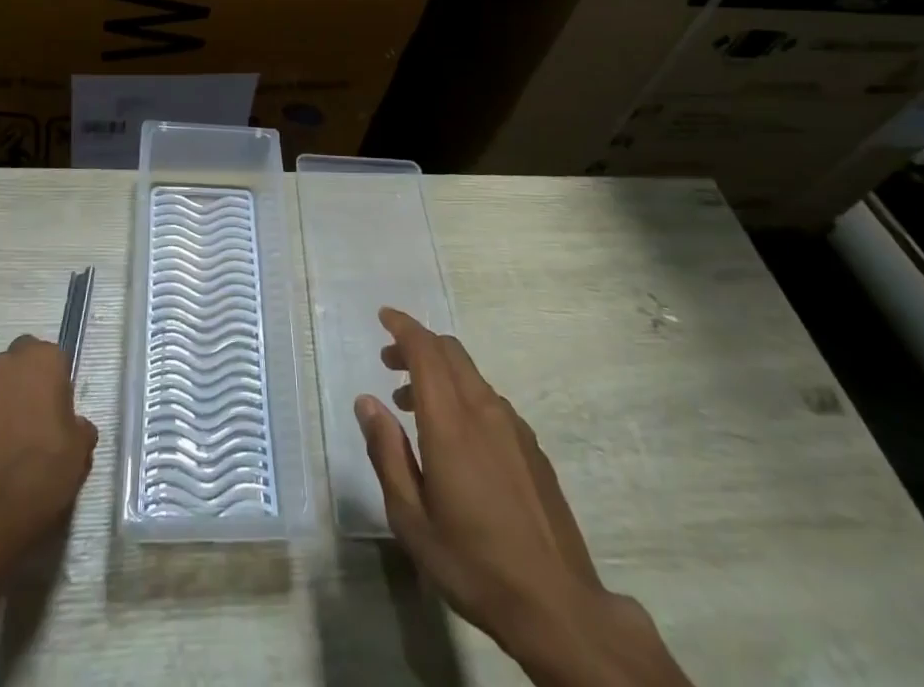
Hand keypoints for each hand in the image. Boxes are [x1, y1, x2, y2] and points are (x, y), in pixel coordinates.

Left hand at [0, 335, 96, 552]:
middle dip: (22, 383)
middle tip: (33, 417)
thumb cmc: (47, 470)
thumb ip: (77, 422)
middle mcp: (3, 366)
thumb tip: (71, 425)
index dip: (53, 378)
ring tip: (7, 440)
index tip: (57, 405)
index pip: (49, 354)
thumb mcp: (81, 446)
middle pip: (15, 364)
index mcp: (41, 360)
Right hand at [356, 308, 690, 686]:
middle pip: (450, 352)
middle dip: (417, 345)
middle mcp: (484, 411)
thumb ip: (387, 453)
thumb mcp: (412, 520)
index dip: (403, 327)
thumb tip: (366, 402)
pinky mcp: (532, 447)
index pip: (425, 351)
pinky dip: (462, 396)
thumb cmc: (473, 564)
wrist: (558, 606)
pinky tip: (455, 438)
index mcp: (451, 423)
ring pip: (471, 375)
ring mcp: (514, 427)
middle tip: (388, 363)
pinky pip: (489, 400)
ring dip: (438, 373)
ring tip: (412, 406)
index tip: (383, 317)